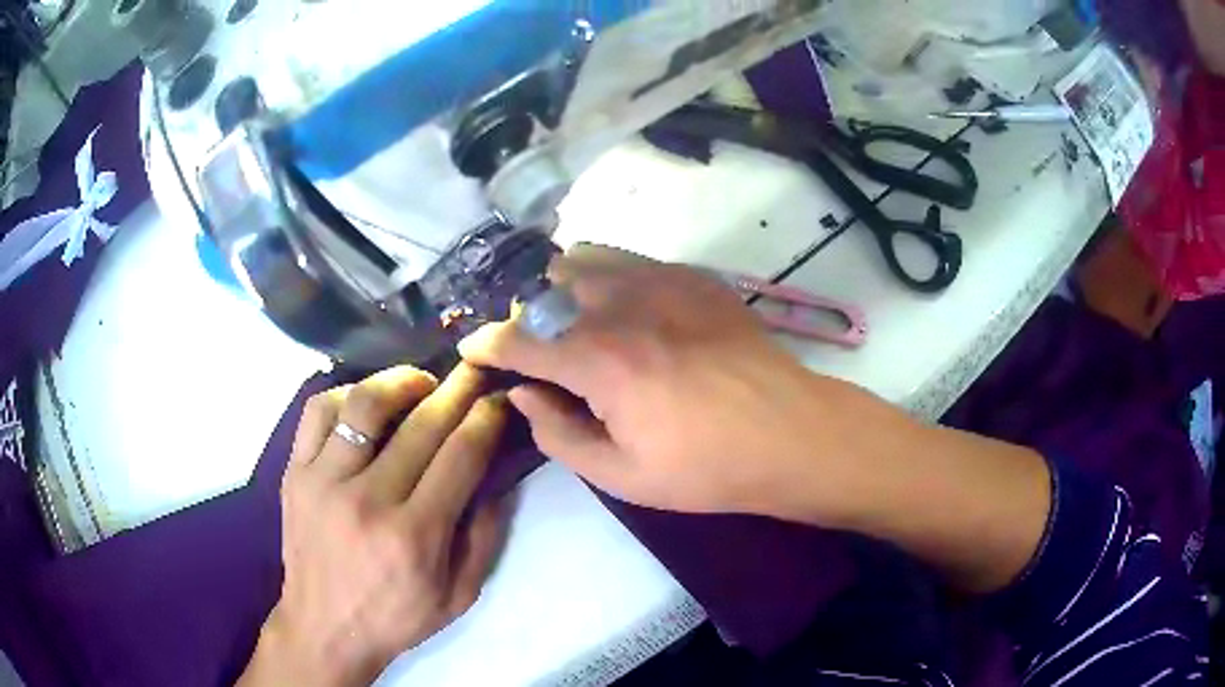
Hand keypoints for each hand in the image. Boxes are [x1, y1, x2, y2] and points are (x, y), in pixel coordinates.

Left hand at [239, 365, 509, 686]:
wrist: (324, 628)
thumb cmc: (396, 618)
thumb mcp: (459, 595)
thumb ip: (484, 536)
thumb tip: (498, 477)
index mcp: (414, 535)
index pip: (461, 455)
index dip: (487, 417)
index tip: (500, 398)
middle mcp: (368, 500)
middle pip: (421, 423)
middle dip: (458, 389)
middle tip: (473, 372)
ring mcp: (323, 481)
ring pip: (364, 404)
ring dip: (401, 382)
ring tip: (420, 384)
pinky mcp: (294, 473)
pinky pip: (317, 411)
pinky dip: (346, 394)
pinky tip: (365, 403)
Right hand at [459, 245, 893, 518]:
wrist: (791, 432)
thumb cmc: (707, 467)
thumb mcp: (622, 475)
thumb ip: (559, 433)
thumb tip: (525, 394)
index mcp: (598, 359)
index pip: (518, 338)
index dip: (486, 344)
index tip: (471, 349)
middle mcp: (620, 305)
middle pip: (544, 288)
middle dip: (525, 317)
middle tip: (533, 350)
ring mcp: (660, 281)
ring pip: (583, 260)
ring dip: (562, 289)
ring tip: (571, 321)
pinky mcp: (691, 277)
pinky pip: (628, 259)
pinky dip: (605, 278)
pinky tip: (620, 308)